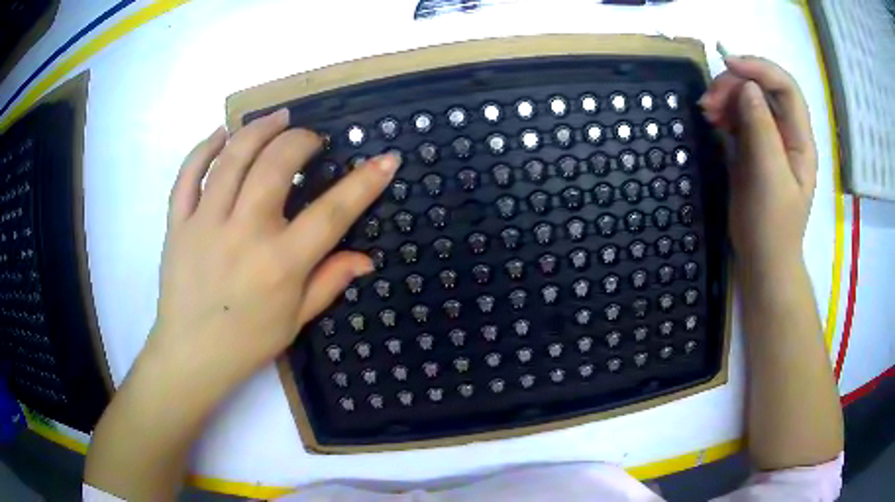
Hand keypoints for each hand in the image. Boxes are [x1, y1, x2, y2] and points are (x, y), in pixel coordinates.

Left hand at [150, 109, 399, 388]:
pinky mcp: (178, 224)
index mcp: (280, 264)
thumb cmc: (247, 343)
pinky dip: (203, 148)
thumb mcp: (296, 321)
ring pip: (232, 159)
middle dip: (301, 141)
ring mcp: (205, 225)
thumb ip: (330, 282)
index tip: (386, 158)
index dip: (365, 181)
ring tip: (277, 117)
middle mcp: (243, 235)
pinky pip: (187, 176)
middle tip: (311, 139)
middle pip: (276, 166)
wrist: (191, 356)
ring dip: (258, 129)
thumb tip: (366, 258)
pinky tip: (221, 133)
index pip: (332, 212)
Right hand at [699, 56, 816, 269]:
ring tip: (706, 111)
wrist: (763, 259)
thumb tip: (746, 86)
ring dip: (726, 97)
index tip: (728, 65)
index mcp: (800, 139)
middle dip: (736, 85)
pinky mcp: (753, 148)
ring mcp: (769, 139)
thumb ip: (762, 129)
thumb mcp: (770, 177)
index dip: (760, 68)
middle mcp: (787, 132)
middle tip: (709, 100)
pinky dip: (723, 112)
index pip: (786, 87)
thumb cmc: (772, 225)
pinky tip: (711, 119)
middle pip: (764, 89)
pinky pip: (739, 116)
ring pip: (749, 100)